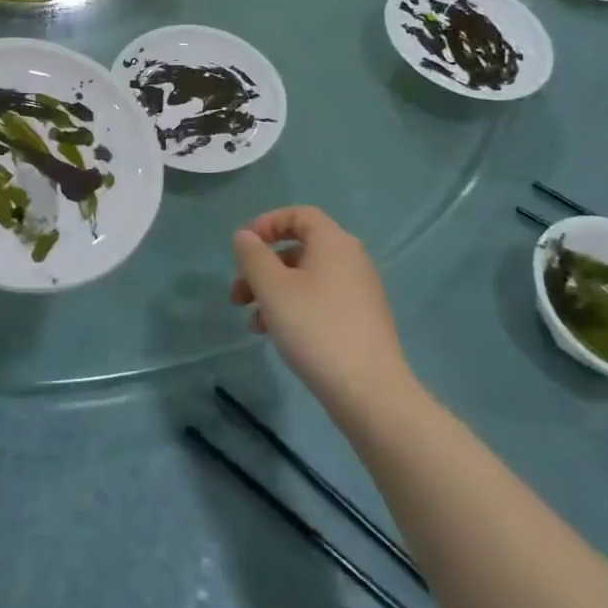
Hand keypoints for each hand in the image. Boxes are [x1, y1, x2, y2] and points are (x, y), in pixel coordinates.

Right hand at [231, 206, 412, 410]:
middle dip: (262, 267)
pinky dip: (293, 309)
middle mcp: (350, 260)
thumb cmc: (316, 328)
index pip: (298, 214)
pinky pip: (319, 302)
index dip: (266, 224)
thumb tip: (245, 237)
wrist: (370, 393)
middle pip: (298, 249)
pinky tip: (273, 336)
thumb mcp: (272, 288)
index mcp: (333, 242)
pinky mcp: (360, 322)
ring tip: (251, 322)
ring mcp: (359, 292)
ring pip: (305, 278)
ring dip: (273, 292)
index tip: (243, 247)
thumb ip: (253, 256)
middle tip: (238, 293)